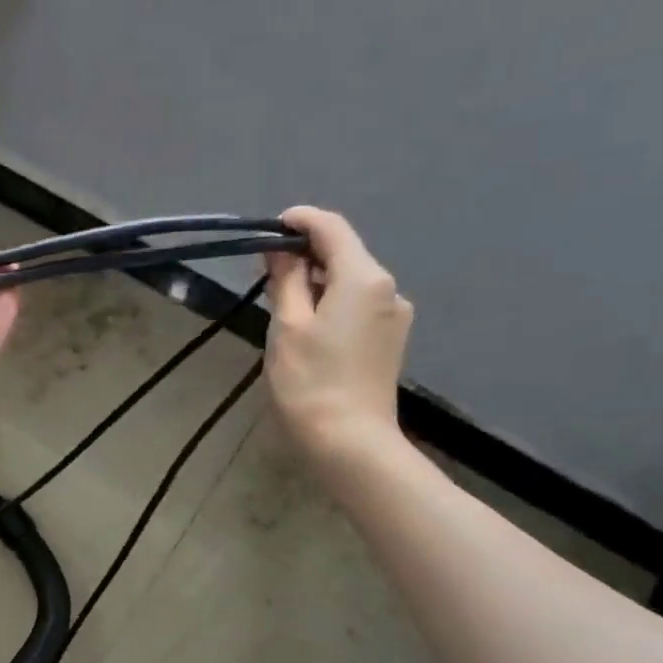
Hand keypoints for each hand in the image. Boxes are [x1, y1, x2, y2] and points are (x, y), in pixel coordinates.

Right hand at [265, 206, 413, 469]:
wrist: (350, 442)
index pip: (331, 228)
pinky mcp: (391, 342)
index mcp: (364, 277)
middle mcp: (388, 289)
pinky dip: (333, 306)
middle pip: (344, 255)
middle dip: (306, 257)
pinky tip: (311, 332)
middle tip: (266, 275)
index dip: (300, 221)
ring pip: (351, 284)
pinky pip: (359, 308)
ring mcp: (395, 317)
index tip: (269, 228)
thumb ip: (285, 280)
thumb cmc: (310, 382)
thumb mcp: (288, 327)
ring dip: (318, 284)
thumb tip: (281, 249)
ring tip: (284, 309)